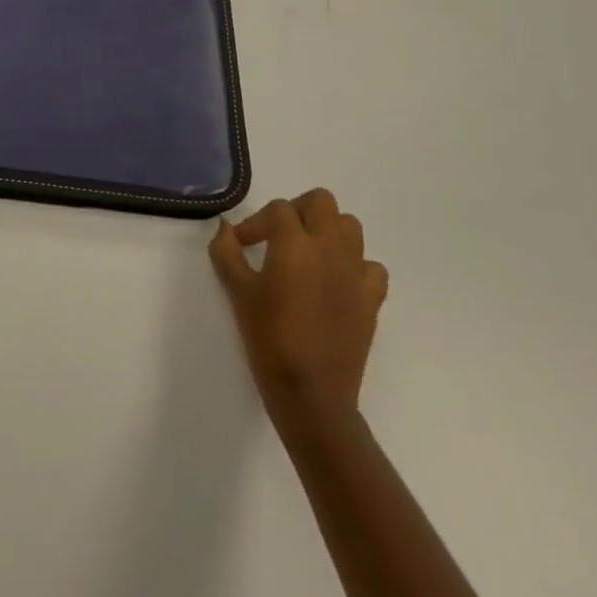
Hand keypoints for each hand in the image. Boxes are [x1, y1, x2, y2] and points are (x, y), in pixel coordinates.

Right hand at [210, 188, 389, 425]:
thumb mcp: (238, 291)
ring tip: (308, 253)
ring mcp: (355, 273)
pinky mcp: (372, 300)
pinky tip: (337, 281)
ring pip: (350, 227)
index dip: (256, 222)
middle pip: (321, 202)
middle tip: (279, 235)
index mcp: (295, 242)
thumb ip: (227, 252)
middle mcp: (329, 248)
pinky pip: (371, 267)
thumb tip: (224, 227)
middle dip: (298, 211)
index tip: (242, 244)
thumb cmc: (269, 338)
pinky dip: (355, 265)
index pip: (278, 209)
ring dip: (328, 231)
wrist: (311, 394)